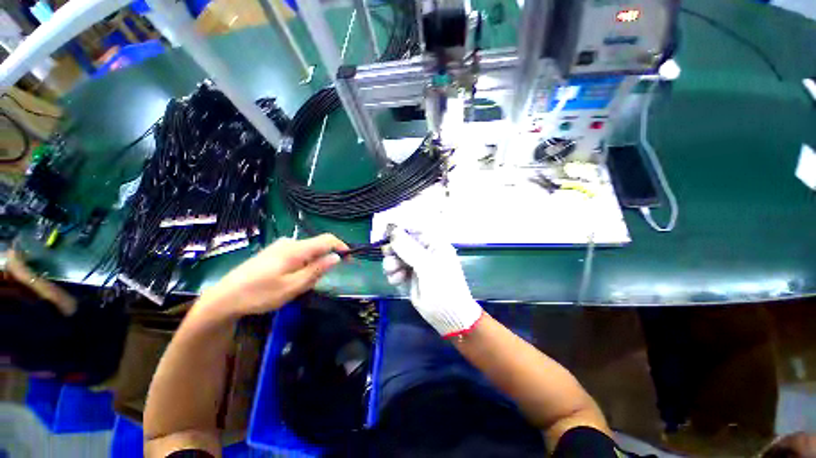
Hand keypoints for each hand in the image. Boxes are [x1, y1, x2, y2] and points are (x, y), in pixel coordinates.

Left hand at [200, 234, 347, 317]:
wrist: (224, 298)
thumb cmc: (260, 294)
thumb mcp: (293, 286)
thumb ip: (317, 270)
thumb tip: (336, 257)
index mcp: (296, 249)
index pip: (327, 239)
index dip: (341, 246)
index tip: (349, 259)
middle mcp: (289, 243)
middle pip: (317, 246)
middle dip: (325, 260)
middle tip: (319, 281)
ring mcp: (280, 246)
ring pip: (307, 251)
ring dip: (312, 264)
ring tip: (301, 284)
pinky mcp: (273, 252)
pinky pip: (297, 254)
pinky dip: (303, 264)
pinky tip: (290, 279)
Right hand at [383, 228, 482, 337]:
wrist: (448, 317)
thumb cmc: (443, 288)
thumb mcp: (427, 266)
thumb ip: (408, 248)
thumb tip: (392, 230)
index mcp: (434, 243)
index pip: (414, 229)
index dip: (399, 230)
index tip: (385, 235)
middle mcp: (425, 251)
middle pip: (402, 242)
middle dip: (393, 250)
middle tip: (387, 255)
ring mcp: (417, 264)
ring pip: (396, 257)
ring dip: (391, 263)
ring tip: (393, 272)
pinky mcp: (410, 276)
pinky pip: (396, 270)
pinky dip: (393, 274)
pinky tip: (397, 281)